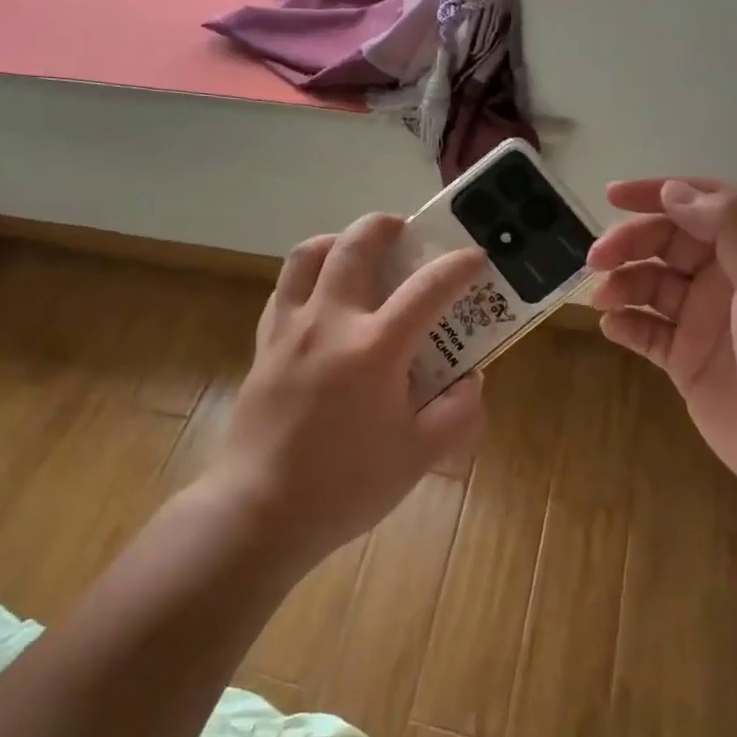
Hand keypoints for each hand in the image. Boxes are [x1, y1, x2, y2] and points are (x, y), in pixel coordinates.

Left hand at [208, 215, 487, 568]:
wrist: (261, 510)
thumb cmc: (346, 486)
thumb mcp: (419, 457)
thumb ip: (457, 413)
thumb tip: (471, 380)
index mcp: (374, 348)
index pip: (427, 289)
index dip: (458, 266)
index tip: (476, 256)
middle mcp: (330, 322)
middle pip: (355, 246)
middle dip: (385, 226)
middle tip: (405, 230)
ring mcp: (290, 329)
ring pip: (307, 255)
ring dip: (338, 240)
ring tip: (356, 250)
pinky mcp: (263, 344)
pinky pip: (284, 290)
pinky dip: (307, 276)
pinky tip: (321, 296)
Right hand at [588, 179, 736, 514]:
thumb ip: (731, 229)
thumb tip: (673, 192)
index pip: (705, 205)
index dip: (660, 194)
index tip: (612, 196)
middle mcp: (732, 281)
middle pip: (669, 243)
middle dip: (630, 243)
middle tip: (596, 259)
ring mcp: (707, 323)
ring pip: (652, 285)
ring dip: (623, 283)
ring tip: (604, 298)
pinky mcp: (688, 363)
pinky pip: (647, 332)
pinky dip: (626, 324)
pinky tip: (613, 327)